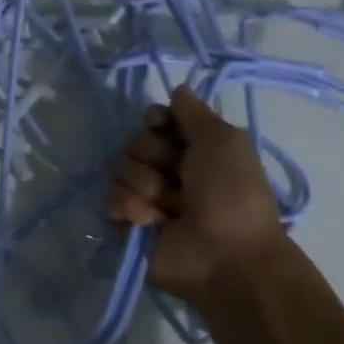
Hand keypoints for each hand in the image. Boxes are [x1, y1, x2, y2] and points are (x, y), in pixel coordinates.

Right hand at [106, 85, 286, 304]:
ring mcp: (145, 197)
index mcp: (192, 150)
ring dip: (145, 186)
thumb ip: (195, 112)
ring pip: (119, 169)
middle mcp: (167, 170)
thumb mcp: (225, 142)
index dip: (155, 120)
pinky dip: (132, 209)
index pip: (155, 119)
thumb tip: (178, 88)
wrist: (227, 256)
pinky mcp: (127, 223)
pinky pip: (111, 200)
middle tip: (178, 177)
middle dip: (153, 156)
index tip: (162, 125)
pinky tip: (152, 223)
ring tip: (168, 208)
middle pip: (134, 142)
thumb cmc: (233, 195)